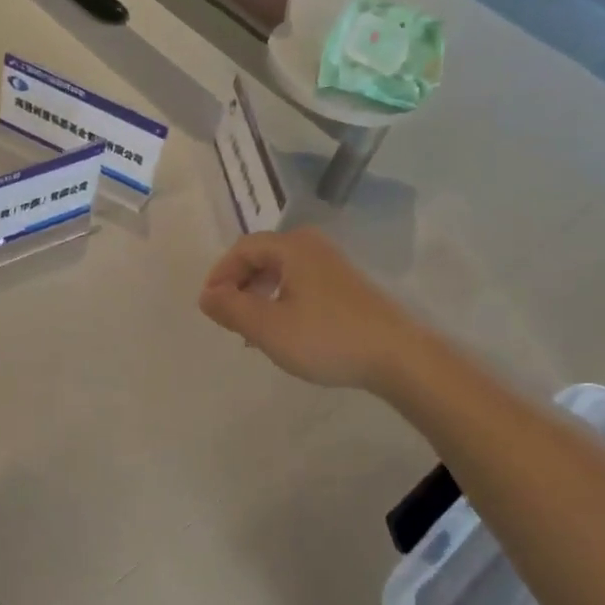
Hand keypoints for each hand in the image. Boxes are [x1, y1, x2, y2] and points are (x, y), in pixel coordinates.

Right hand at [199, 229, 412, 390]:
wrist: (398, 357)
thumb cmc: (326, 337)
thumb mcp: (267, 327)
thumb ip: (230, 308)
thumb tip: (206, 296)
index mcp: (292, 247)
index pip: (242, 249)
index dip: (219, 275)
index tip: (209, 306)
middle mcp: (313, 247)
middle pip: (262, 257)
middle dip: (239, 286)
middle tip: (228, 318)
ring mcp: (333, 267)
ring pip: (282, 273)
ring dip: (259, 297)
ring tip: (251, 330)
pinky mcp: (347, 288)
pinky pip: (300, 285)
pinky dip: (281, 302)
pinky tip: (282, 332)